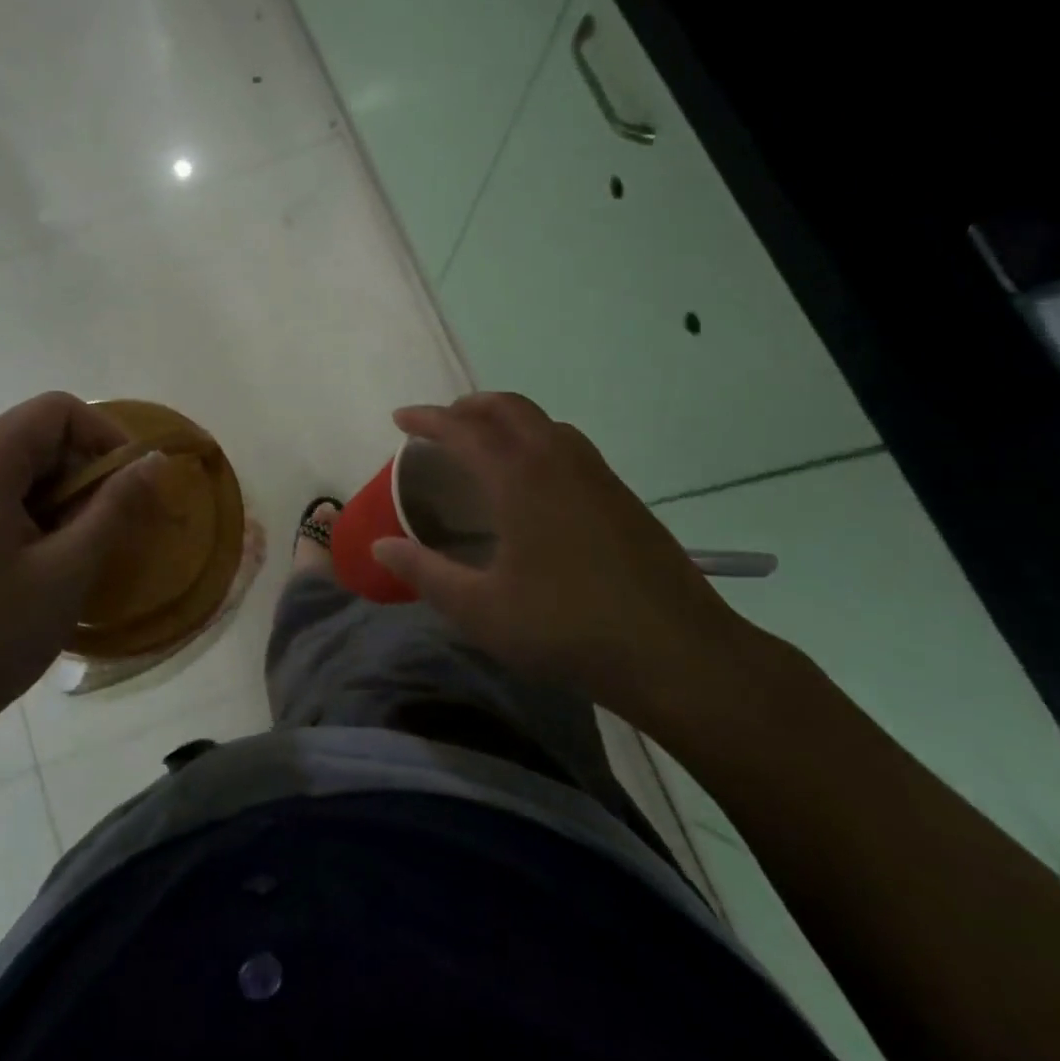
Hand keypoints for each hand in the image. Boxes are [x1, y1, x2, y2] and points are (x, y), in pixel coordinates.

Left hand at [0, 392, 159, 750]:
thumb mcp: (67, 571)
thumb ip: (115, 507)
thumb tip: (155, 461)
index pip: (55, 410)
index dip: (104, 434)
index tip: (131, 482)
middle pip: (34, 435)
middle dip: (83, 468)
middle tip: (110, 522)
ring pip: (17, 468)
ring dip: (59, 494)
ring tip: (79, 547)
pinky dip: (32, 512)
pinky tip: (43, 561)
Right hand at [372, 393, 758, 728]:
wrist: (678, 654)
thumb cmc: (567, 629)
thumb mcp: (481, 610)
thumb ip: (425, 573)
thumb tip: (381, 545)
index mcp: (519, 478)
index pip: (463, 429)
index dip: (427, 419)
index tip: (400, 419)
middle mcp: (558, 461)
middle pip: (509, 407)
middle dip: (469, 406)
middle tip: (441, 425)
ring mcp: (597, 475)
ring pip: (544, 423)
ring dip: (506, 420)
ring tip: (483, 446)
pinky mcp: (622, 496)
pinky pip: (568, 445)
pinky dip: (536, 441)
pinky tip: (533, 483)